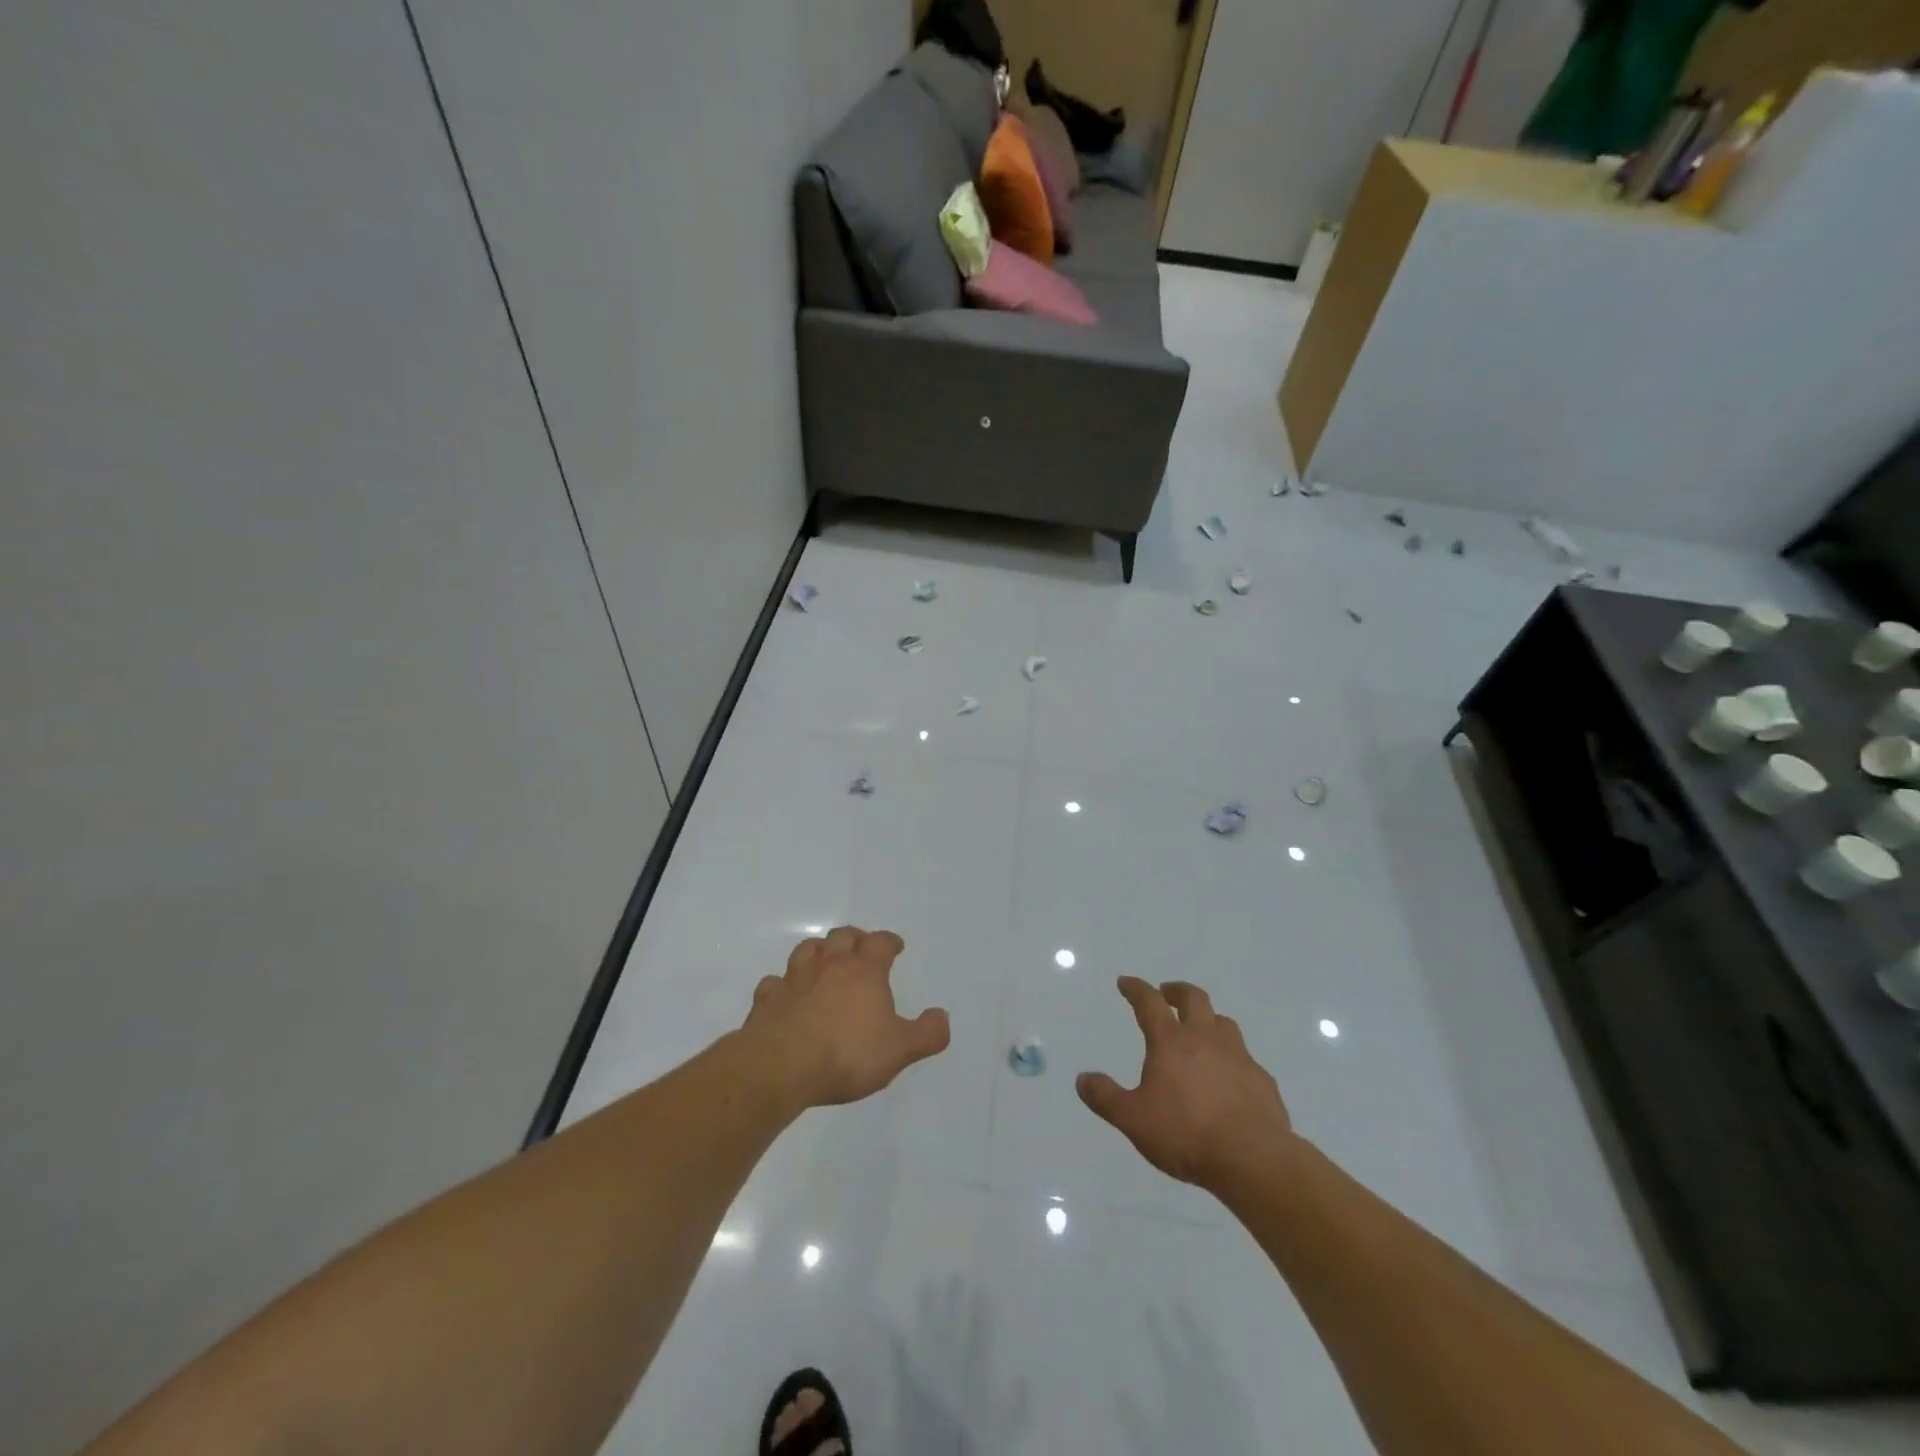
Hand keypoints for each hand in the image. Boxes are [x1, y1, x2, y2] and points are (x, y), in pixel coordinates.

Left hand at [743, 926, 950, 1110]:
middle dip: (854, 938)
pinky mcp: (767, 1000)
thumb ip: (927, 1034)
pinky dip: (782, 984)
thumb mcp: (899, 1049)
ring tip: (824, 960)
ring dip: (818, 951)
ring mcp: (795, 980)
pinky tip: (786, 994)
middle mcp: (830, 966)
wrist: (782, 1066)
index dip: (890, 941)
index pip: (881, 943)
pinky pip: (774, 983)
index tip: (895, 946)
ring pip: (807, 950)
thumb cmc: (847, 1054)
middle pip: (842, 936)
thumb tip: (942, 1016)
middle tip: (861, 946)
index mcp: (865, 971)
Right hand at [1077, 977, 1292, 1189]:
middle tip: (1167, 993)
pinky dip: (1231, 1058)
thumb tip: (1082, 1079)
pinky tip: (1228, 1078)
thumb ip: (1106, 1098)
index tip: (1125, 982)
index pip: (1149, 1002)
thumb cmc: (1186, 1134)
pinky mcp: (1262, 1080)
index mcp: (1171, 1042)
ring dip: (1208, 1019)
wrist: (1253, 1158)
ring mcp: (1238, 1056)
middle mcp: (1205, 1039)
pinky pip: (1244, 1058)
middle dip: (1176, 991)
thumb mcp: (1133, 1119)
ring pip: (1223, 1022)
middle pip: (1193, 998)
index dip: (1135, 988)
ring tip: (1200, 1031)